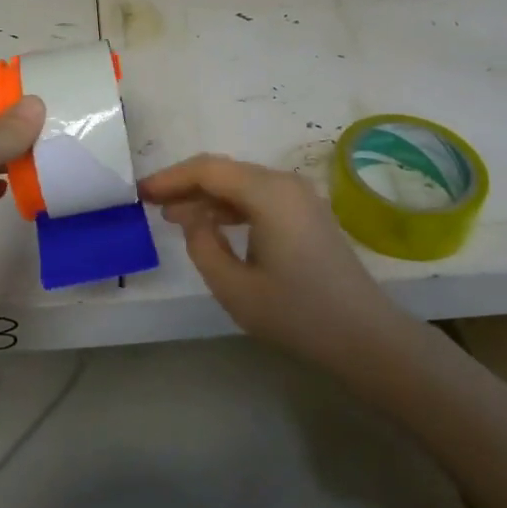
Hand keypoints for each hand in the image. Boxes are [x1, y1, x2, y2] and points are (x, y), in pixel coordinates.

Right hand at [140, 155, 407, 376]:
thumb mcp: (235, 288)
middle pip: (225, 171)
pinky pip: (259, 198)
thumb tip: (191, 219)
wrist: (365, 338)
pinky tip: (212, 226)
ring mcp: (300, 197)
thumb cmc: (297, 314)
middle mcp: (285, 183)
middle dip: (186, 185)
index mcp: (268, 193)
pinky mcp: (307, 214)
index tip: (141, 192)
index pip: (209, 169)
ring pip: (242, 183)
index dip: (171, 177)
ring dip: (207, 196)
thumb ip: (202, 246)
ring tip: (173, 216)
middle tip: (151, 204)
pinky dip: (231, 206)